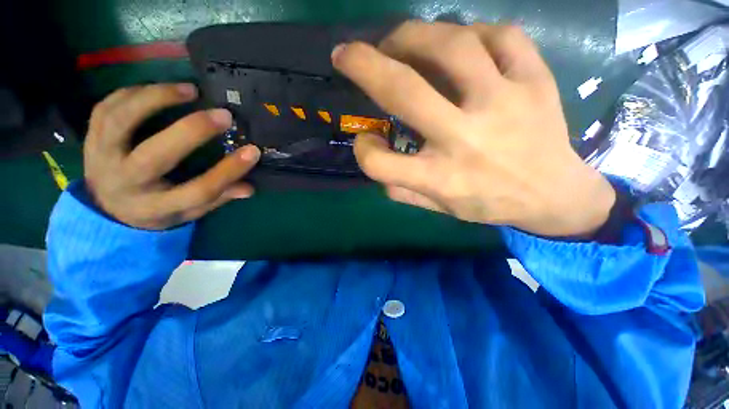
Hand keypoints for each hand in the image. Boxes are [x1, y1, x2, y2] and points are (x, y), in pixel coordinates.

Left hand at [83, 83, 259, 229]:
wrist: (106, 207)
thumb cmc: (156, 210)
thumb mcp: (190, 212)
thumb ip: (219, 198)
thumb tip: (249, 188)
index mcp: (157, 207)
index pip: (199, 191)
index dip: (229, 171)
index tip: (252, 152)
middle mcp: (126, 184)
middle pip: (155, 156)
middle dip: (192, 131)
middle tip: (223, 115)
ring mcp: (102, 158)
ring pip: (120, 122)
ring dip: (156, 99)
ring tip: (189, 90)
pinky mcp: (90, 139)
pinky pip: (105, 109)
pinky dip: (131, 93)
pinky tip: (157, 89)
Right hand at [333, 21, 615, 236]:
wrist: (553, 195)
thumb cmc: (488, 203)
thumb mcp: (438, 209)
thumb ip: (401, 190)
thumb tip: (375, 155)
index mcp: (440, 178)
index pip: (379, 163)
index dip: (363, 150)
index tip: (367, 139)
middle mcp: (465, 139)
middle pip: (404, 91)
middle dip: (364, 64)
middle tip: (347, 53)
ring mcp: (504, 104)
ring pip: (452, 47)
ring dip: (413, 35)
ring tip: (399, 41)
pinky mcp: (536, 82)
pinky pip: (501, 36)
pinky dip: (471, 32)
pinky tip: (460, 44)